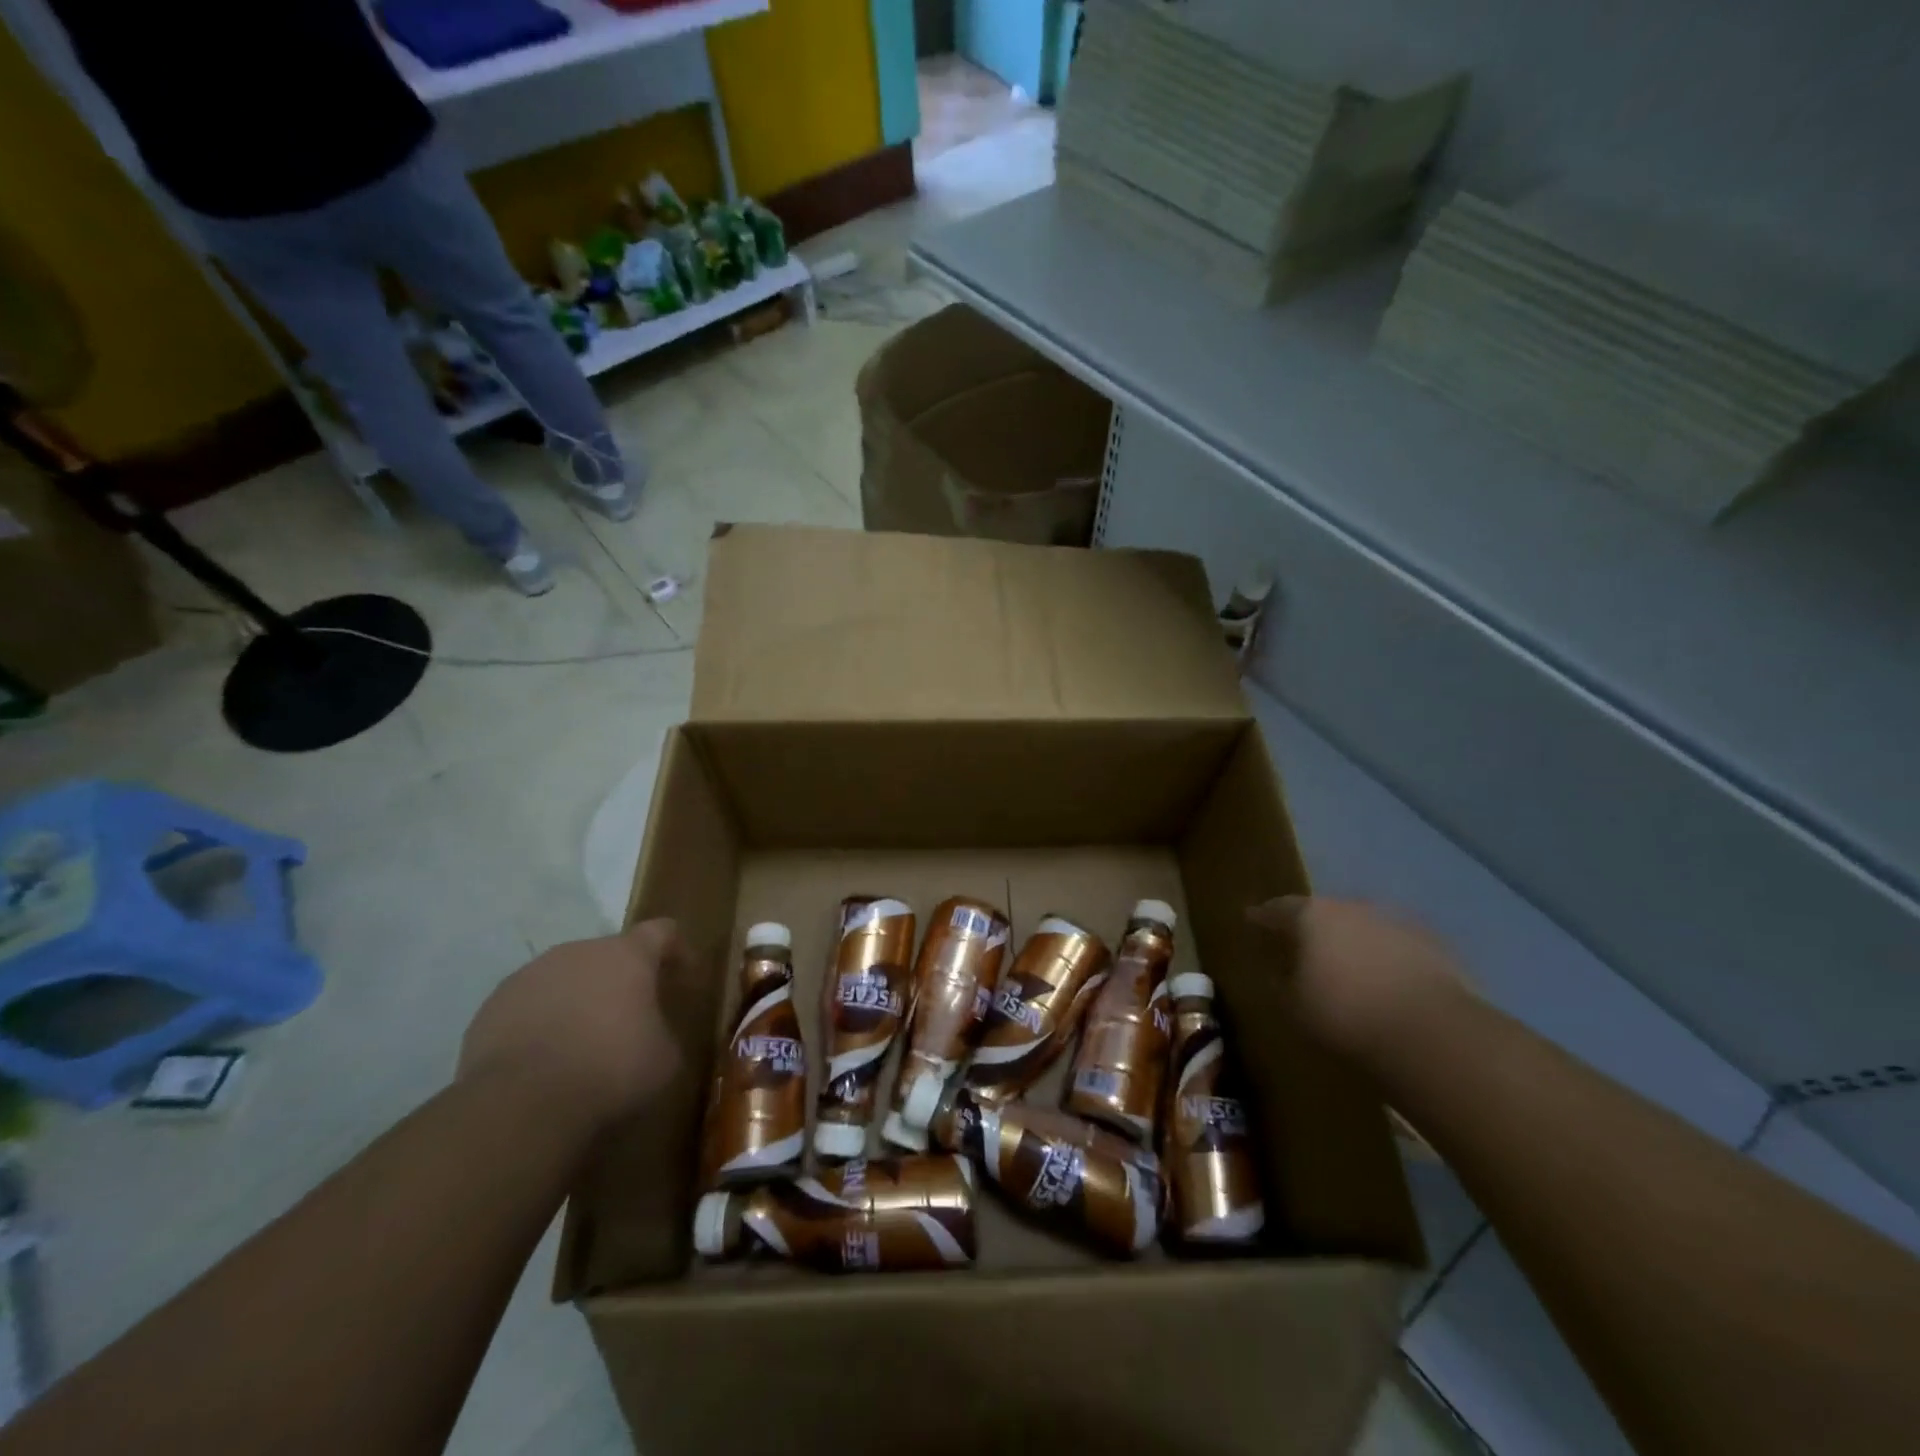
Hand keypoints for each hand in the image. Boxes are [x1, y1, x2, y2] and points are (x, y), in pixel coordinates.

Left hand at [458, 919, 685, 1134]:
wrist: (520, 1104)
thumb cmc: (610, 1070)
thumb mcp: (665, 1058)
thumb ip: (663, 1031)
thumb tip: (652, 1034)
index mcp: (627, 955)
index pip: (662, 931)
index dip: (677, 950)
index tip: (685, 977)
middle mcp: (578, 952)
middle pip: (609, 954)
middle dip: (622, 980)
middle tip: (632, 1016)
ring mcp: (529, 976)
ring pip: (565, 978)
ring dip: (579, 1000)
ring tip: (583, 1042)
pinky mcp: (491, 1007)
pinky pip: (528, 1007)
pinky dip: (542, 1024)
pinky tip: (546, 1060)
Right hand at [1247, 896, 1471, 1058]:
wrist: (1433, 1033)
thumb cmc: (1345, 1015)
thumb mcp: (1293, 1005)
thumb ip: (1280, 982)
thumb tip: (1277, 971)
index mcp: (1312, 916)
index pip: (1278, 908)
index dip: (1263, 916)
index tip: (1251, 918)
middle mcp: (1353, 907)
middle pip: (1325, 913)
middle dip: (1313, 928)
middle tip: (1302, 945)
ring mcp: (1397, 923)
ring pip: (1364, 928)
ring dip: (1353, 942)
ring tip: (1347, 966)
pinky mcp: (1435, 945)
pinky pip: (1398, 947)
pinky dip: (1387, 959)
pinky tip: (1387, 982)